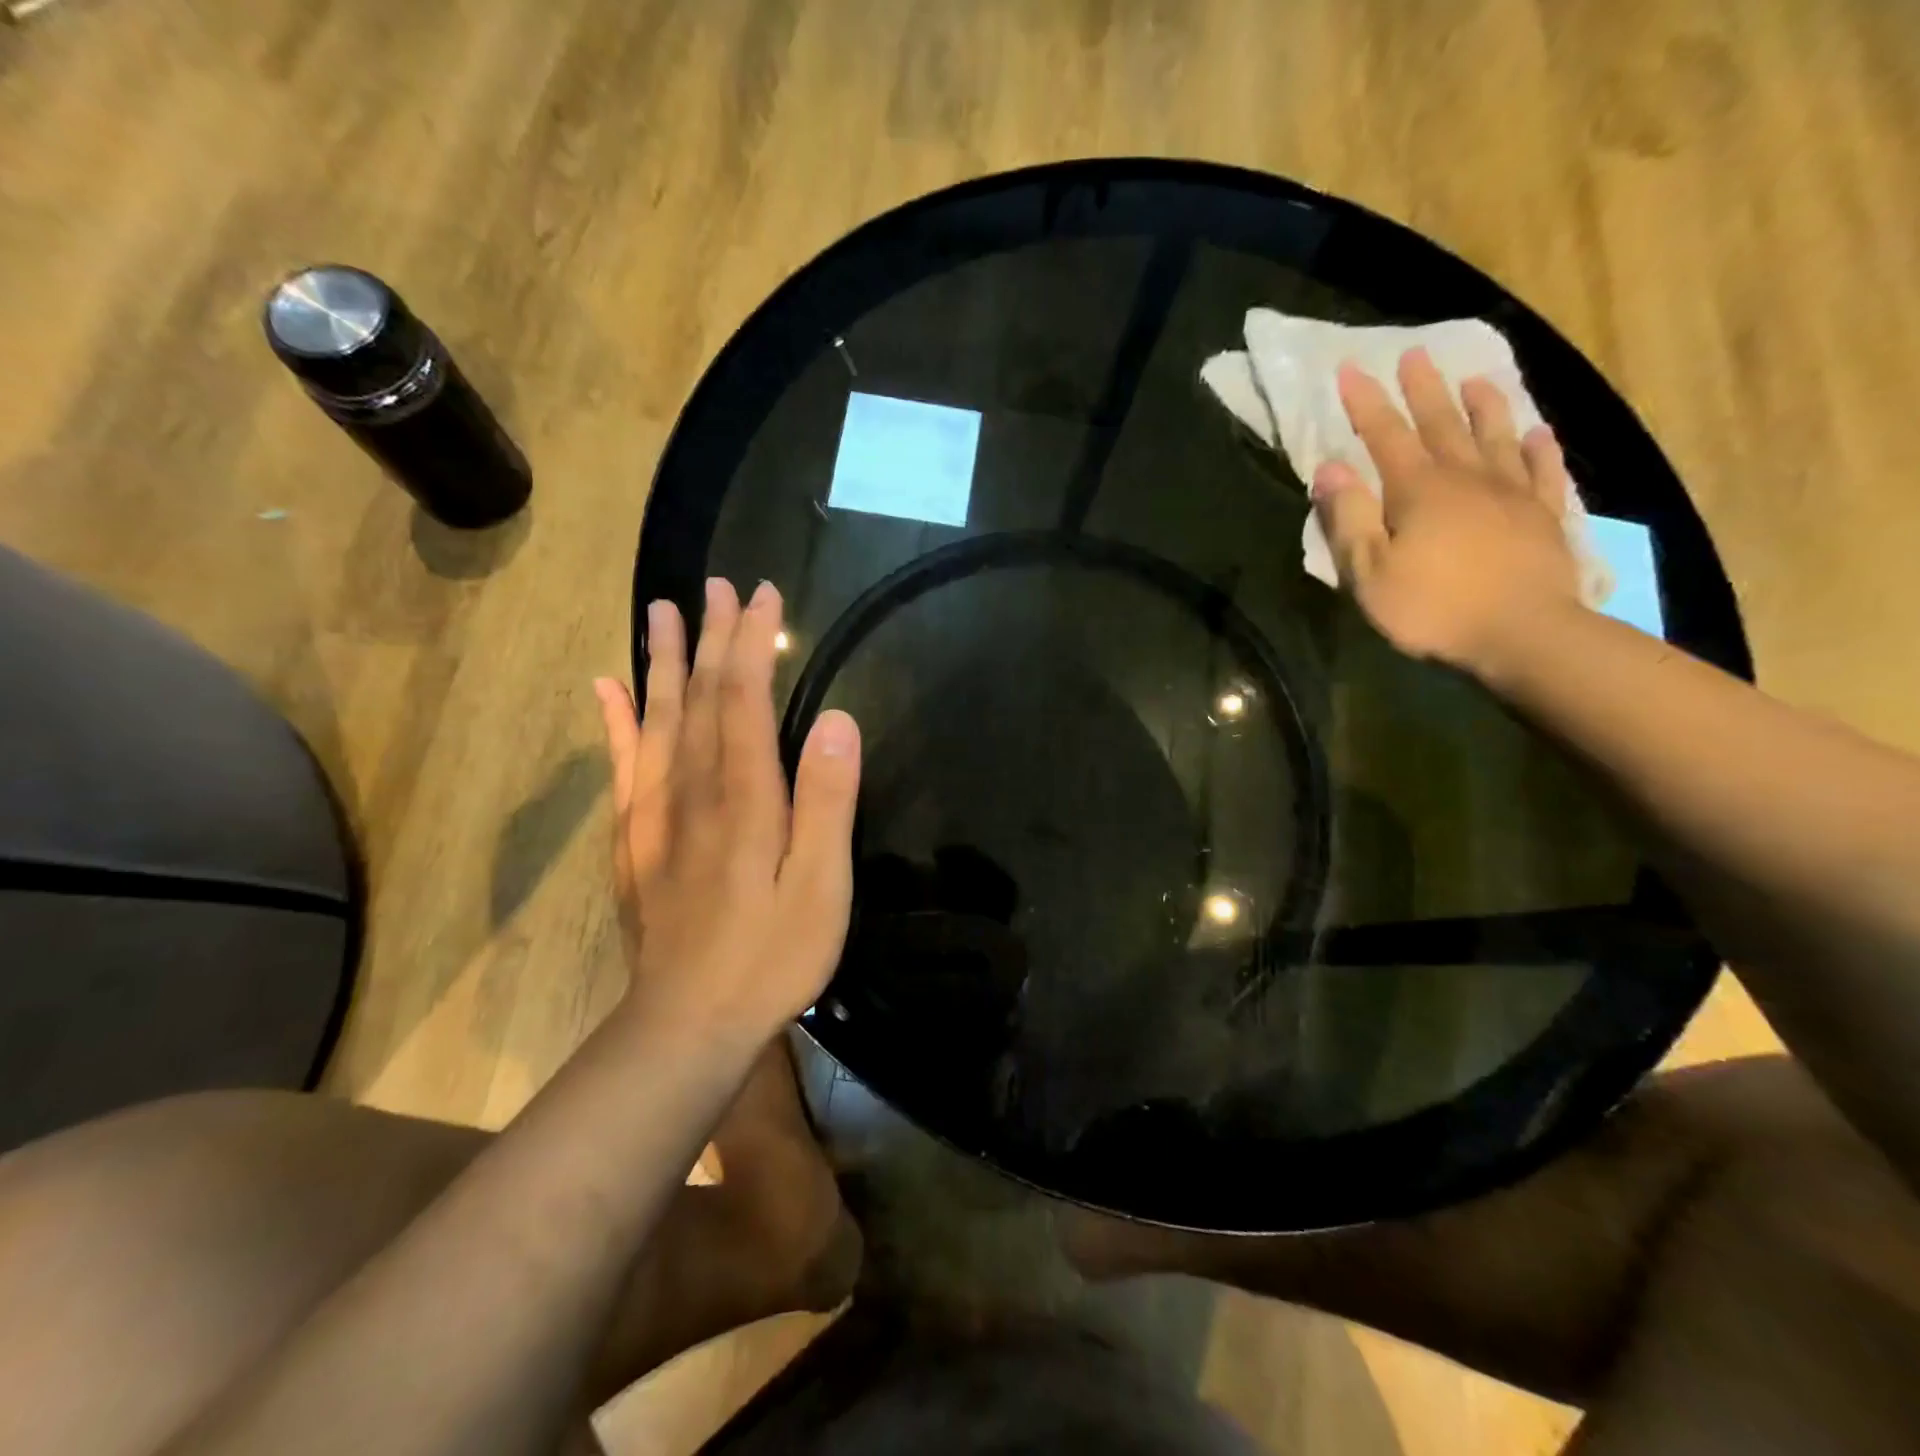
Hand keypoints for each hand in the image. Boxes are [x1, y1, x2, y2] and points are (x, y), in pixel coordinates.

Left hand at [594, 579, 860, 1038]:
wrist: (688, 1023)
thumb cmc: (770, 954)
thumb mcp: (822, 885)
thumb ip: (828, 800)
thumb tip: (836, 718)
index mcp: (743, 795)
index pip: (744, 698)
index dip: (751, 643)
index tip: (762, 595)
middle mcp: (692, 789)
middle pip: (698, 697)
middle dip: (710, 637)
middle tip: (716, 585)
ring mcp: (656, 813)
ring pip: (657, 719)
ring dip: (661, 662)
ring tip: (660, 612)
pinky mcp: (636, 839)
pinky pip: (623, 765)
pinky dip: (615, 721)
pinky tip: (607, 689)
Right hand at [1310, 347, 1580, 674]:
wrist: (1522, 635)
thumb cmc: (1433, 608)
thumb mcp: (1369, 572)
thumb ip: (1349, 518)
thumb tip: (1330, 469)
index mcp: (1417, 490)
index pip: (1385, 435)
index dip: (1366, 402)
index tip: (1351, 368)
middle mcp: (1466, 478)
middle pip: (1442, 423)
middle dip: (1424, 388)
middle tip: (1416, 353)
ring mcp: (1512, 494)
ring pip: (1496, 436)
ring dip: (1484, 406)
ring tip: (1477, 379)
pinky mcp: (1544, 517)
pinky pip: (1543, 472)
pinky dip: (1539, 450)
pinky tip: (1538, 434)